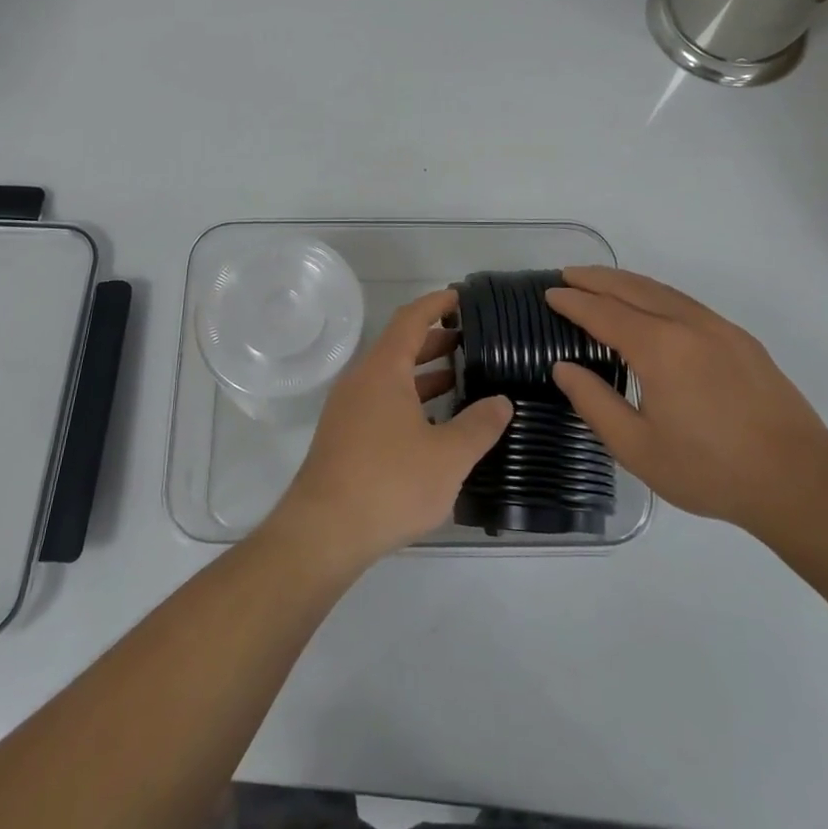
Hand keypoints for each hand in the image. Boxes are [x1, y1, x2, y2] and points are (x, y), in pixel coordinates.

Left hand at [270, 289, 512, 569]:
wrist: (325, 530)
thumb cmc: (390, 482)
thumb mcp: (448, 456)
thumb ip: (479, 425)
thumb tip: (502, 402)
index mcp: (383, 370)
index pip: (411, 319)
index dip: (436, 304)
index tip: (461, 298)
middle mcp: (361, 380)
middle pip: (400, 347)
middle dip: (435, 341)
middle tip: (472, 342)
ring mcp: (348, 409)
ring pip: (391, 378)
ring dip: (424, 374)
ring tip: (461, 378)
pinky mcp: (344, 436)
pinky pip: (382, 402)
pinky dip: (410, 400)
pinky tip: (435, 423)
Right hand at [545, 267, 827, 533]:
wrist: (800, 482)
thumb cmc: (710, 470)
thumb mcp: (637, 447)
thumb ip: (594, 403)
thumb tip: (563, 368)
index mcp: (659, 348)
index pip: (603, 312)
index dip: (573, 302)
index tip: (550, 293)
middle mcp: (687, 325)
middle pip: (632, 288)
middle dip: (596, 278)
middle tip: (568, 274)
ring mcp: (719, 328)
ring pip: (662, 290)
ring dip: (626, 282)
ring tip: (601, 283)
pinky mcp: (741, 340)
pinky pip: (686, 303)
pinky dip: (656, 294)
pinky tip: (650, 307)